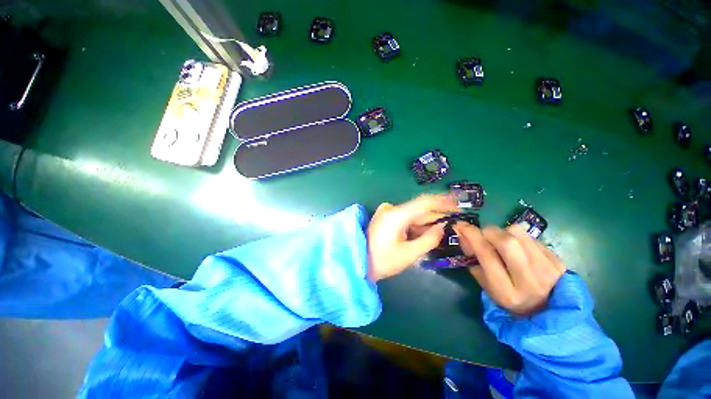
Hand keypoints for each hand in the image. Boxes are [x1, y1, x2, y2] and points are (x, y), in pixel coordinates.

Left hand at [367, 194, 456, 281]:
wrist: (358, 261)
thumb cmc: (382, 261)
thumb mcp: (409, 254)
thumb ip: (429, 239)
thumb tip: (442, 227)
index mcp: (396, 215)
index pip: (424, 202)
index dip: (443, 201)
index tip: (459, 203)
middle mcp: (391, 209)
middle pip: (419, 210)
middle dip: (436, 217)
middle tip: (453, 223)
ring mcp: (387, 212)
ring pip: (413, 215)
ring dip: (426, 223)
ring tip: (440, 232)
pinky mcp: (386, 217)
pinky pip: (405, 218)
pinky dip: (416, 225)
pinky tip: (424, 234)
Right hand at [454, 223, 565, 315]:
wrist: (549, 310)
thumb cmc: (509, 298)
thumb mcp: (486, 285)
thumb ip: (473, 260)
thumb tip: (464, 234)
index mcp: (506, 291)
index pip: (486, 255)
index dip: (471, 235)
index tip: (460, 225)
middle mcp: (529, 280)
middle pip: (506, 241)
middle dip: (488, 231)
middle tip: (483, 235)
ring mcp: (547, 269)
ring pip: (518, 233)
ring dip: (503, 232)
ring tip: (502, 243)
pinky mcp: (557, 259)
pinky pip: (529, 236)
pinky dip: (517, 237)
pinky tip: (518, 248)